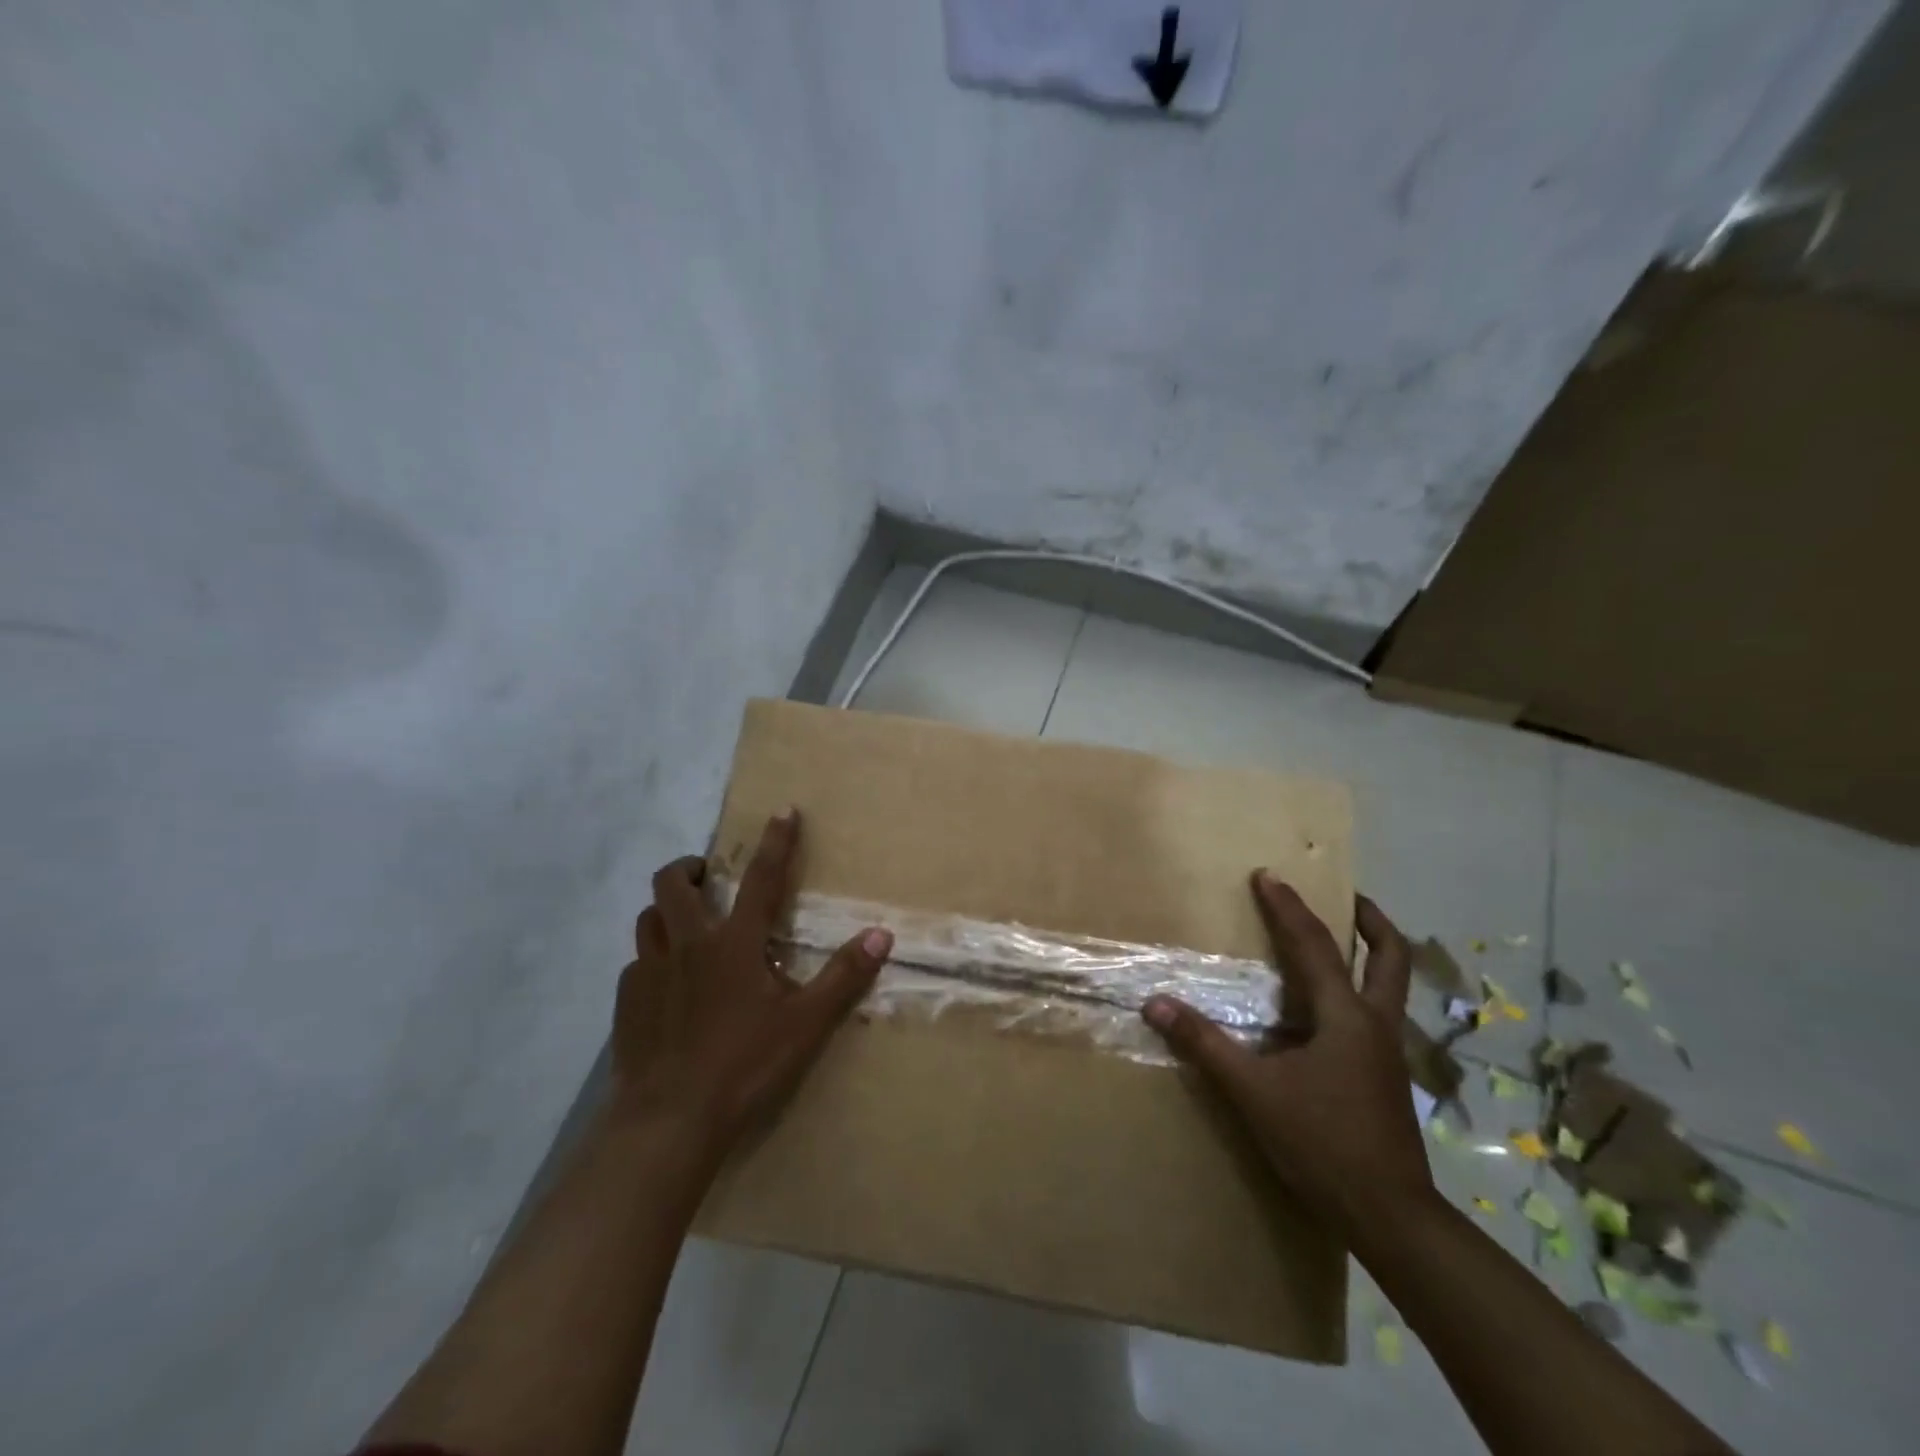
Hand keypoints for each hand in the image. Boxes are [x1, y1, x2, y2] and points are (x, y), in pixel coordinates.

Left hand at [612, 810, 892, 1150]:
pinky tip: (666, 984)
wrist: (670, 1120)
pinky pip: (636, 963)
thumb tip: (882, 934)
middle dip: (689, 867)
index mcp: (734, 943)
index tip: (783, 810)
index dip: (776, 842)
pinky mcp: (626, 1002)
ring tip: (684, 922)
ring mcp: (649, 972)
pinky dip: (652, 959)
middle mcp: (687, 945)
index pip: (761, 878)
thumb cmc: (744, 1065)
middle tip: (706, 875)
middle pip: (672, 884)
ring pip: (647, 918)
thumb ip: (844, 976)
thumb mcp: (806, 1023)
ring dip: (665, 909)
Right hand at [1142, 872, 1429, 1236]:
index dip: (1288, 907)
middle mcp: (1375, 1023)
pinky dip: (1357, 990)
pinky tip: (1329, 1009)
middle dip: (1370, 919)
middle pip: (1390, 956)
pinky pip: (1376, 1013)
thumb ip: (1205, 1044)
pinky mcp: (1385, 1076)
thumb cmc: (1323, 1144)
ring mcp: (1388, 1051)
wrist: (1391, 1217)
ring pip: (1390, 985)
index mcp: (1346, 1017)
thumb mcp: (1254, 1092)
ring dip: (1370, 953)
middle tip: (1346, 894)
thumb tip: (1157, 1003)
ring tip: (1339, 939)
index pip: (1314, 945)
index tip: (1267, 875)